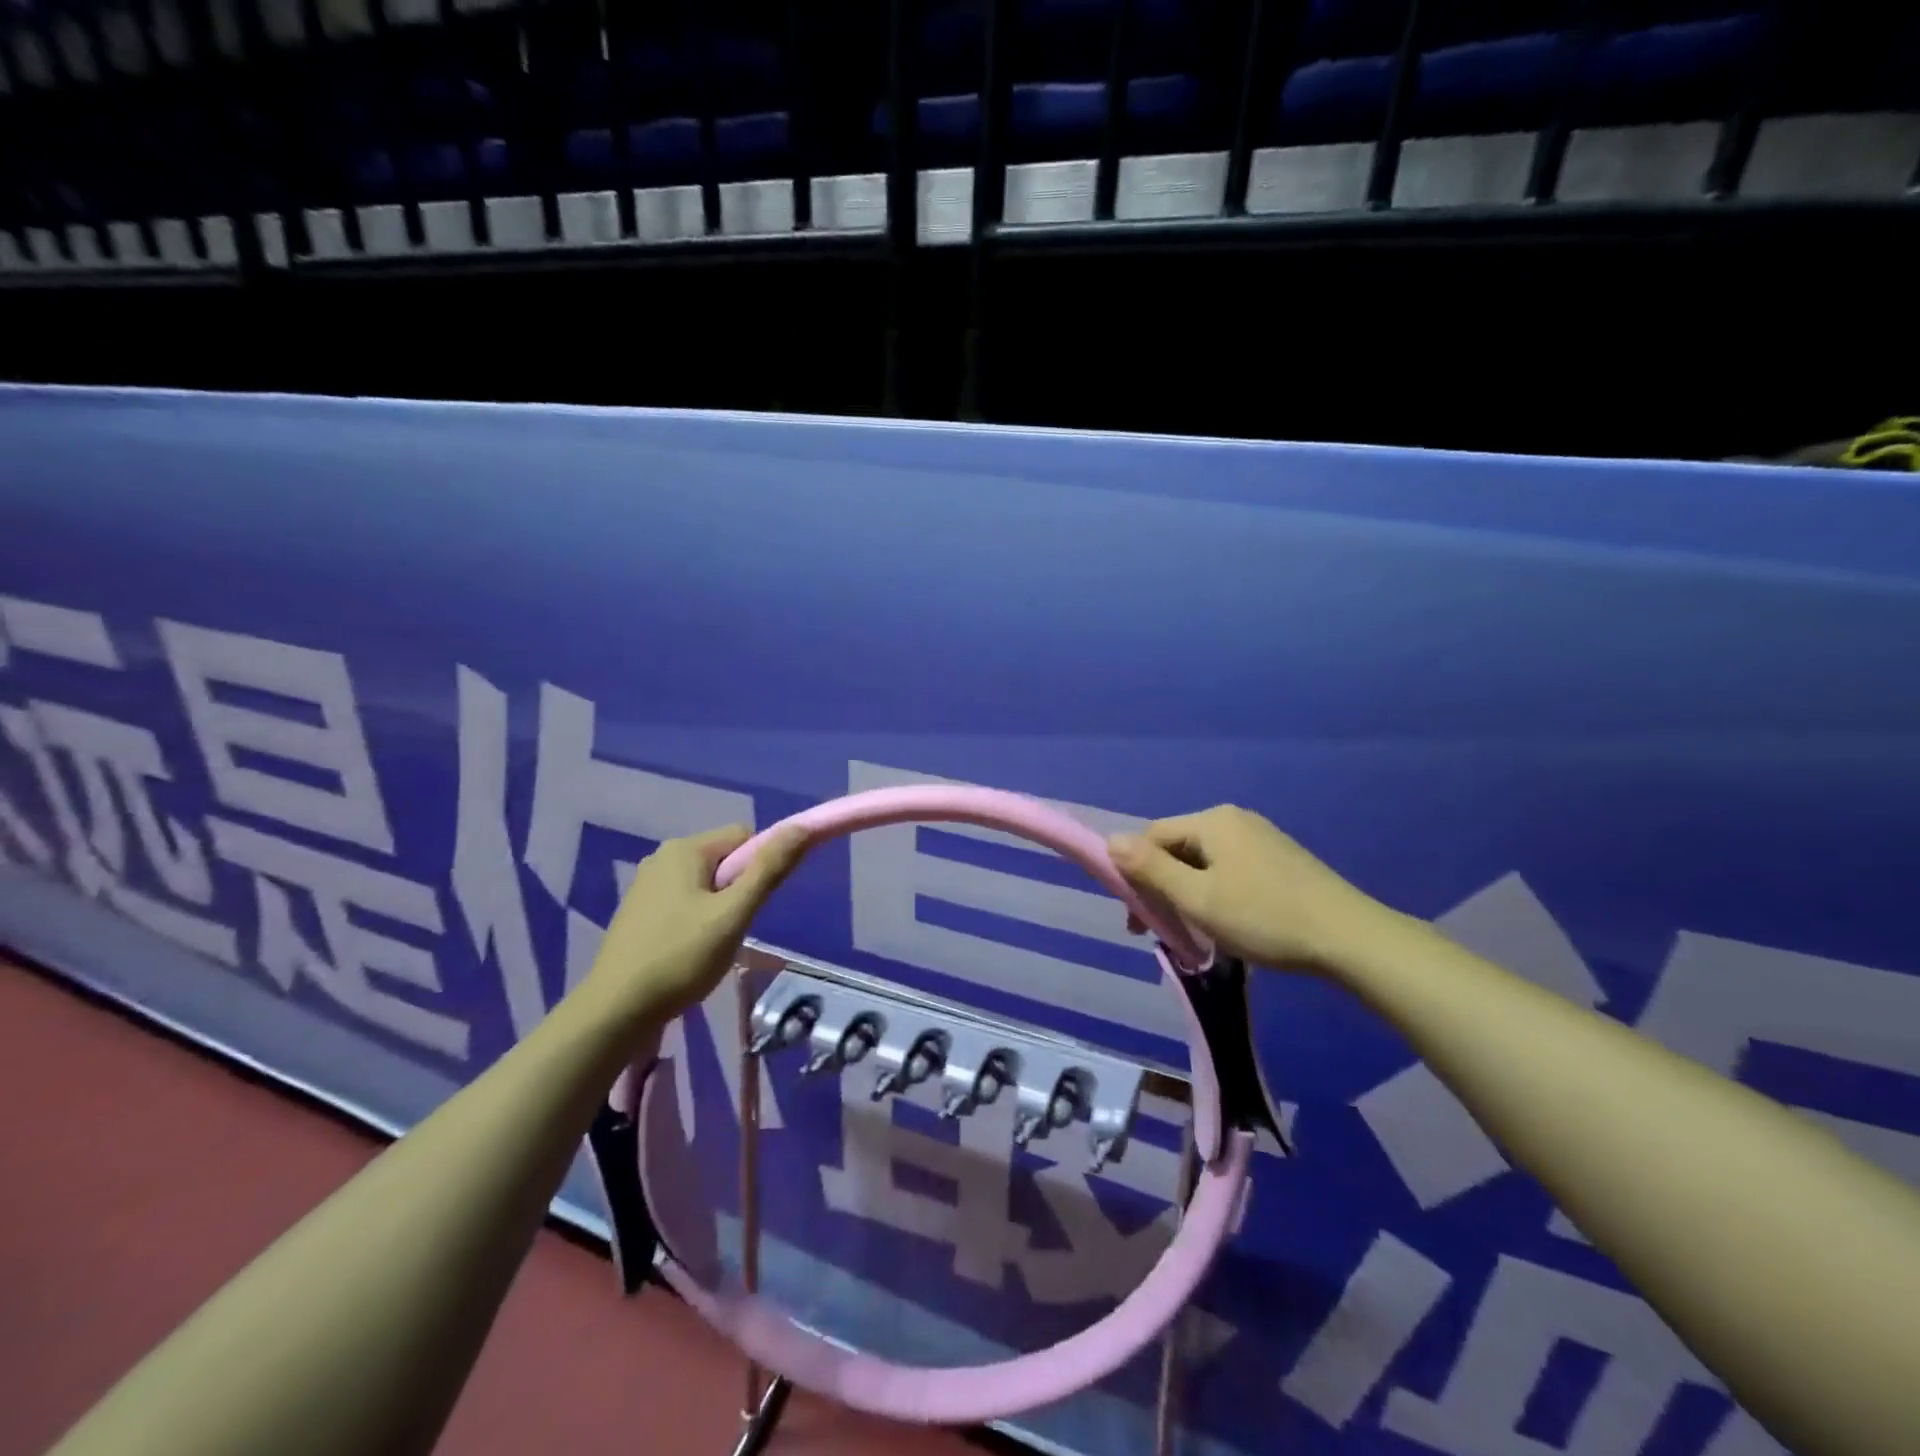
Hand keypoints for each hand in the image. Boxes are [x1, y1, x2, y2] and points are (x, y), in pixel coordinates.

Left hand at [582, 824, 806, 1026]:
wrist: (614, 1011)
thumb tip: (803, 827)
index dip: (760, 866)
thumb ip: (769, 869)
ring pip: (705, 884)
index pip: (744, 836)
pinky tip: (690, 953)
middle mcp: (662, 857)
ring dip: (719, 909)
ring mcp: (646, 885)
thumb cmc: (680, 958)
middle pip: (724, 860)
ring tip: (712, 946)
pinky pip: (684, 902)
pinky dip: (696, 921)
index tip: (754, 905)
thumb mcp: (734, 915)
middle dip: (739, 891)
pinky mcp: (638, 912)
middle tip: (734, 929)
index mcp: (685, 849)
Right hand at [1109, 805, 1393, 972]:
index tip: (1136, 918)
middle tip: (1160, 931)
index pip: (1152, 836)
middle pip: (1178, 848)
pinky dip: (1215, 894)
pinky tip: (1225, 923)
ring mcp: (1261, 838)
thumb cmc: (1264, 917)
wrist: (1350, 939)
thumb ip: (1150, 869)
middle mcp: (1235, 819)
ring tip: (1192, 932)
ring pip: (1203, 862)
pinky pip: (1229, 870)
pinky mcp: (1280, 860)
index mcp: (1212, 821)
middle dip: (1161, 887)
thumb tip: (1110, 840)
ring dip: (1187, 894)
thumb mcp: (1197, 897)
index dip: (1135, 874)